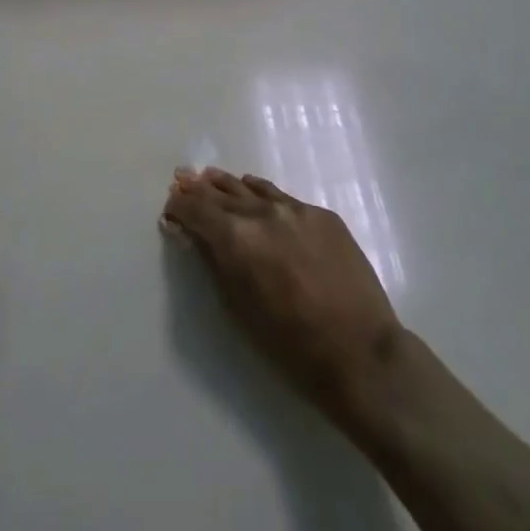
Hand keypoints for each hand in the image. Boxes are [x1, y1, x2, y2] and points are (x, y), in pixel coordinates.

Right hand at [162, 167, 401, 423]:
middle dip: (198, 190)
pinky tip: (255, 192)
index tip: (169, 208)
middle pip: (221, 194)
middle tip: (182, 180)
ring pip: (252, 189)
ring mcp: (296, 210)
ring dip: (228, 186)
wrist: (360, 352)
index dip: (179, 207)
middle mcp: (263, 213)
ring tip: (211, 178)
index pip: (196, 209)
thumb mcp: (237, 307)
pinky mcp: (323, 215)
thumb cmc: (289, 344)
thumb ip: (213, 262)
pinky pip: (282, 197)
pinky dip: (262, 194)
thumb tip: (192, 233)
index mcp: (236, 238)